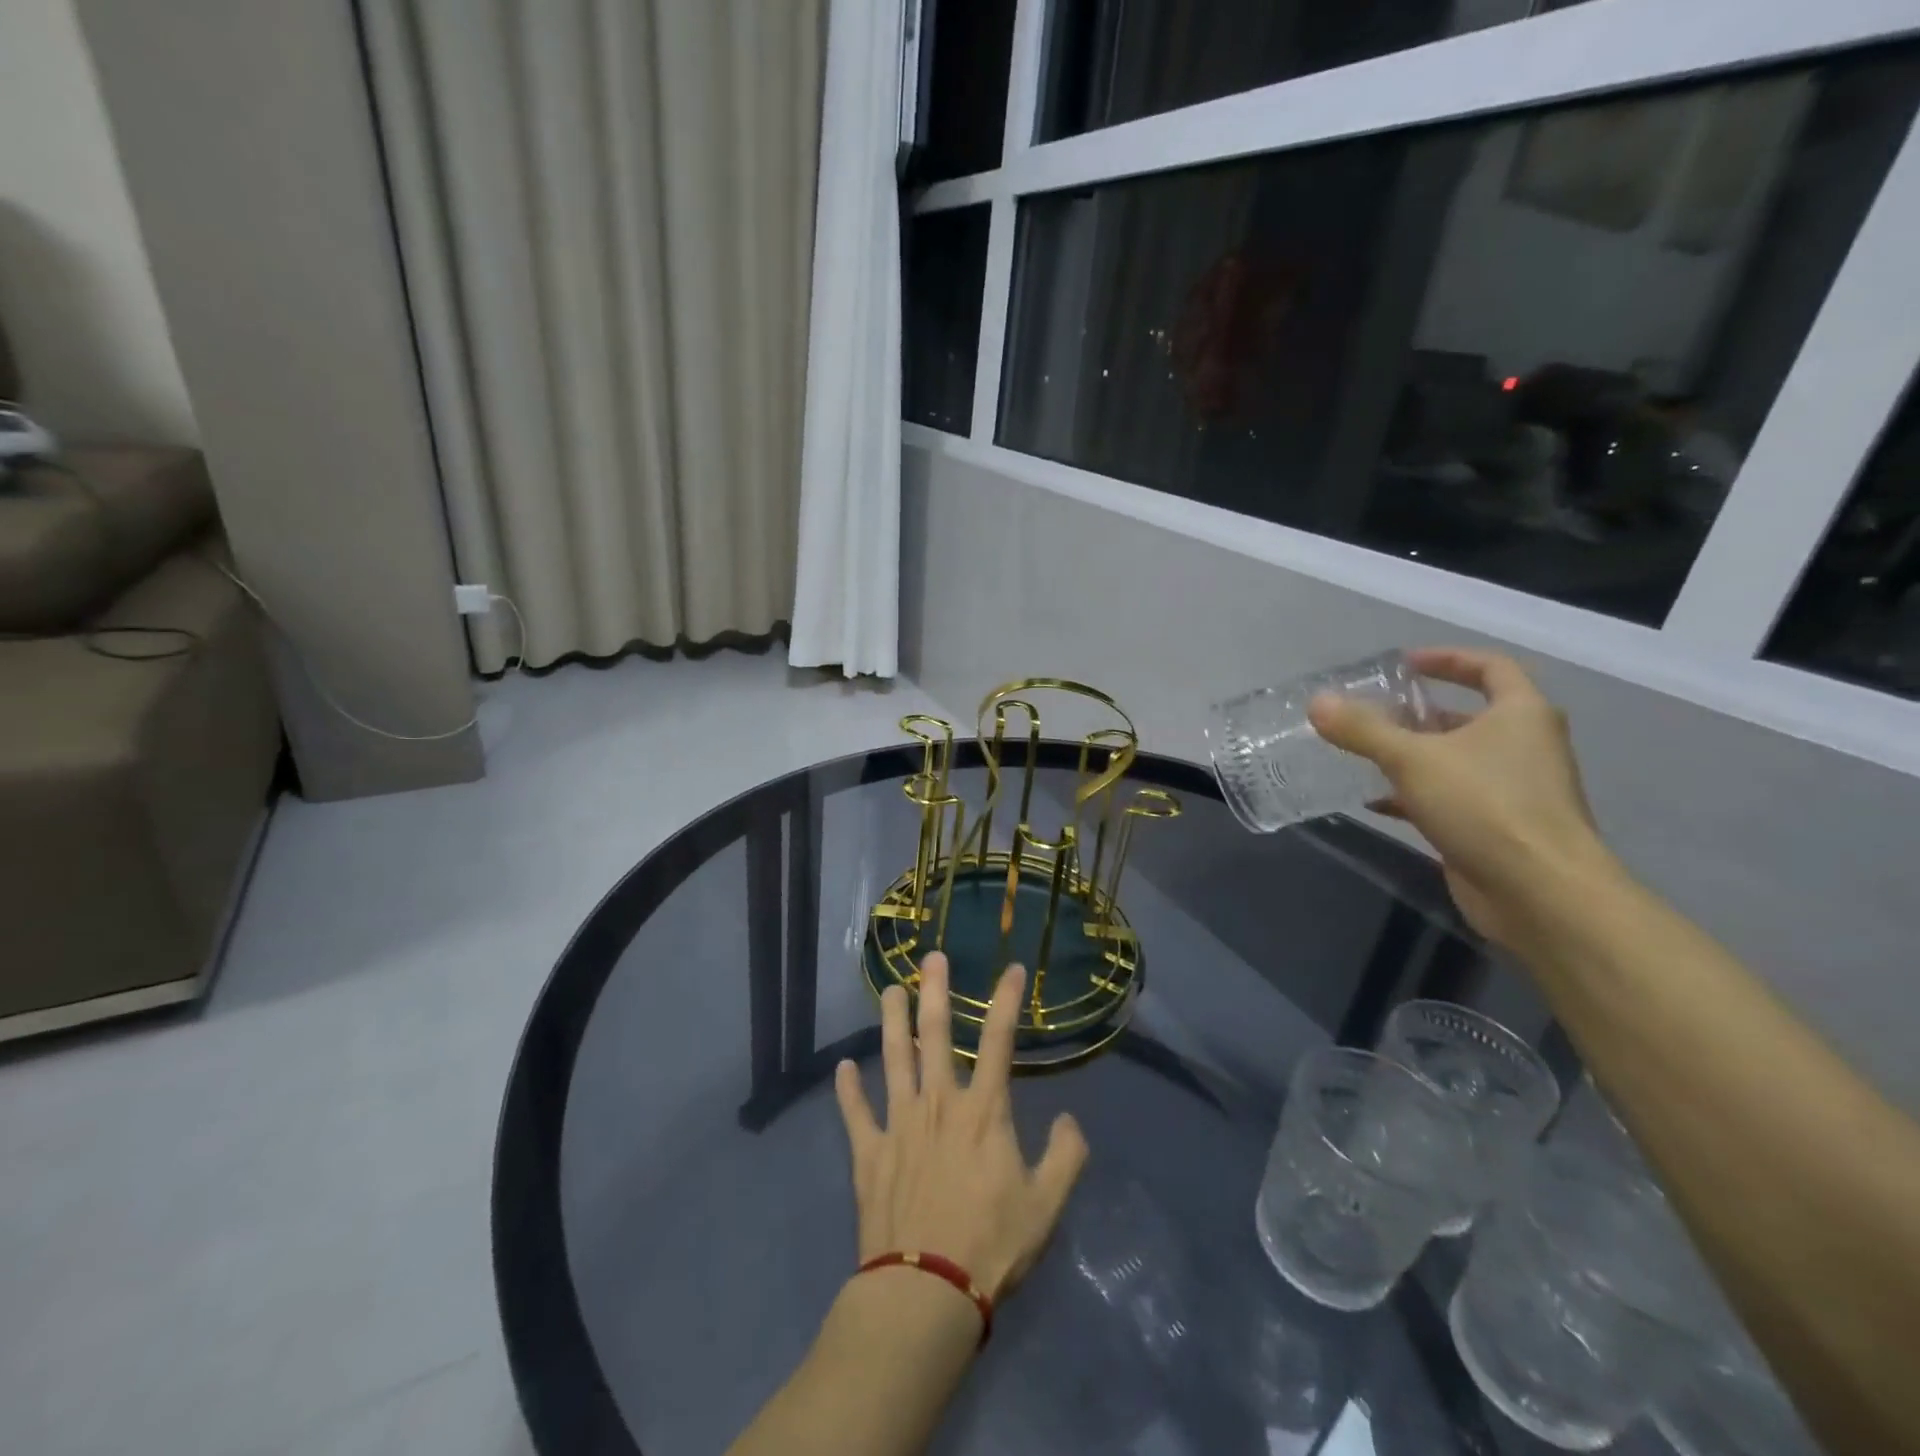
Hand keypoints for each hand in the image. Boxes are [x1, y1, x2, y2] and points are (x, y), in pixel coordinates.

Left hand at [834, 952, 1088, 1307]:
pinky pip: (855, 1112)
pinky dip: (847, 1089)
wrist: (926, 1292)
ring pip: (893, 1058)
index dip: (1008, 1001)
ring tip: (888, 990)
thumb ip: (1065, 1157)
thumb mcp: (1046, 1206)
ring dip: (891, 1021)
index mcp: (983, 1112)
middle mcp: (939, 1103)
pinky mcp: (869, 1153)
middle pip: (936, 1034)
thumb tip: (1069, 1120)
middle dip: (935, 991)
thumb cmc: (991, 1246)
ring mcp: (900, 1124)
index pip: (1000, 1041)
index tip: (1013, 969)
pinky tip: (842, 1067)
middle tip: (930, 958)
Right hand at [1308, 647, 1620, 949]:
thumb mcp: (1413, 759)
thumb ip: (1363, 730)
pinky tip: (1375, 801)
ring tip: (1364, 753)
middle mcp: (1523, 746)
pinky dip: (1414, 795)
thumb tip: (1317, 702)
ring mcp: (1513, 789)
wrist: (1540, 892)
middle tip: (1372, 711)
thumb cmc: (1486, 806)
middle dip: (1419, 712)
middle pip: (1469, 715)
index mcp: (1520, 714)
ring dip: (1413, 754)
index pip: (1490, 667)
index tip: (1404, 664)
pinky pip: (1449, 798)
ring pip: (1456, 759)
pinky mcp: (1496, 827)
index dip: (1447, 659)